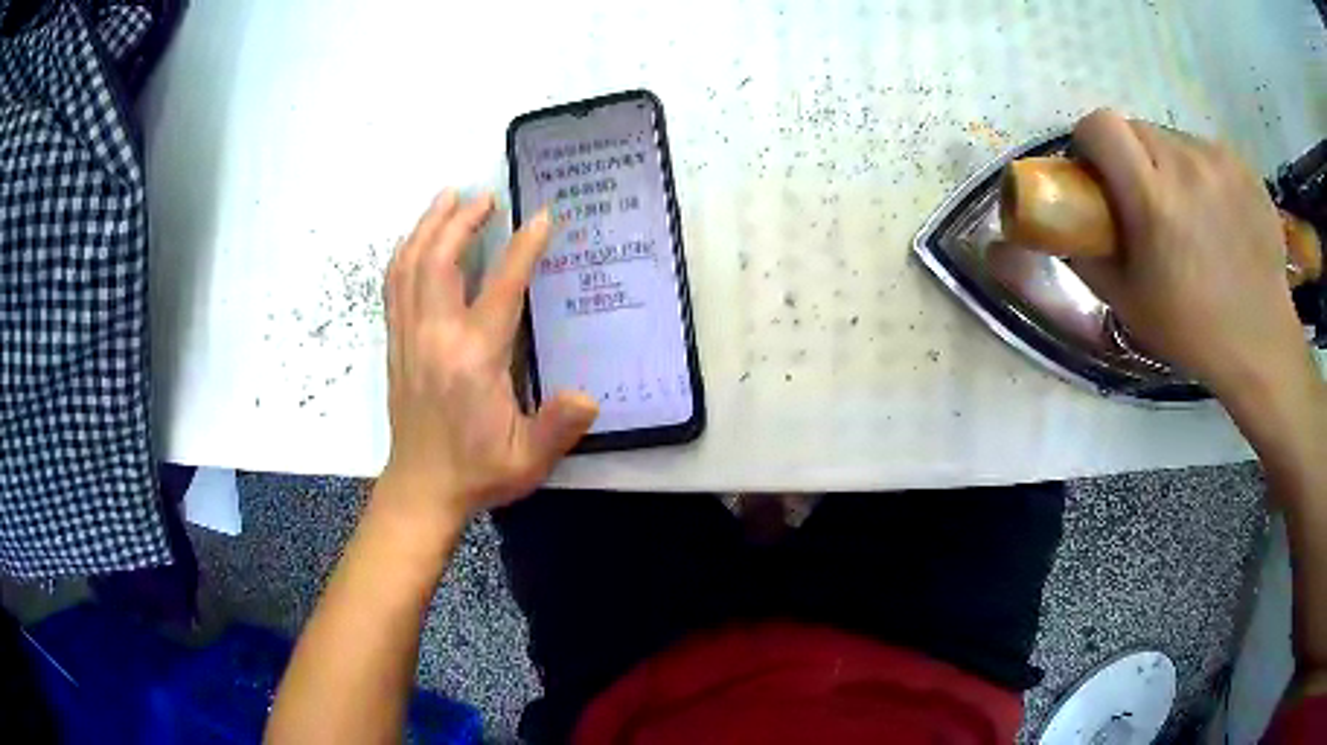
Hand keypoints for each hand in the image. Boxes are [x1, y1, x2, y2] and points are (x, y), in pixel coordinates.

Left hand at [378, 191, 597, 526]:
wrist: (421, 489)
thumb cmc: (478, 472)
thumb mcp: (527, 460)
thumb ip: (557, 426)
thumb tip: (588, 396)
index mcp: (473, 359)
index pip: (501, 288)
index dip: (523, 247)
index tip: (541, 217)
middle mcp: (435, 337)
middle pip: (440, 260)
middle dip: (461, 220)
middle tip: (483, 195)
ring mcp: (408, 337)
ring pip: (410, 265)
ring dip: (428, 226)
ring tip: (447, 198)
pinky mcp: (395, 343)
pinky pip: (394, 285)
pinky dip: (405, 253)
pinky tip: (416, 240)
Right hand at [1070, 109, 1312, 400]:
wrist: (1262, 344)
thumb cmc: (1193, 332)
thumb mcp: (1127, 304)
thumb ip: (1087, 253)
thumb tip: (1064, 223)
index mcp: (1153, 198)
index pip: (1100, 125)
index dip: (1090, 143)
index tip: (1098, 174)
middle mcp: (1186, 164)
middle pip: (1136, 127)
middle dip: (1130, 155)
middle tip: (1145, 200)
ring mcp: (1220, 161)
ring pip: (1173, 138)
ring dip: (1168, 164)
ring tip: (1188, 213)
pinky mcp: (1244, 166)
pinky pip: (1206, 152)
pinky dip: (1201, 174)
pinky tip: (1217, 217)